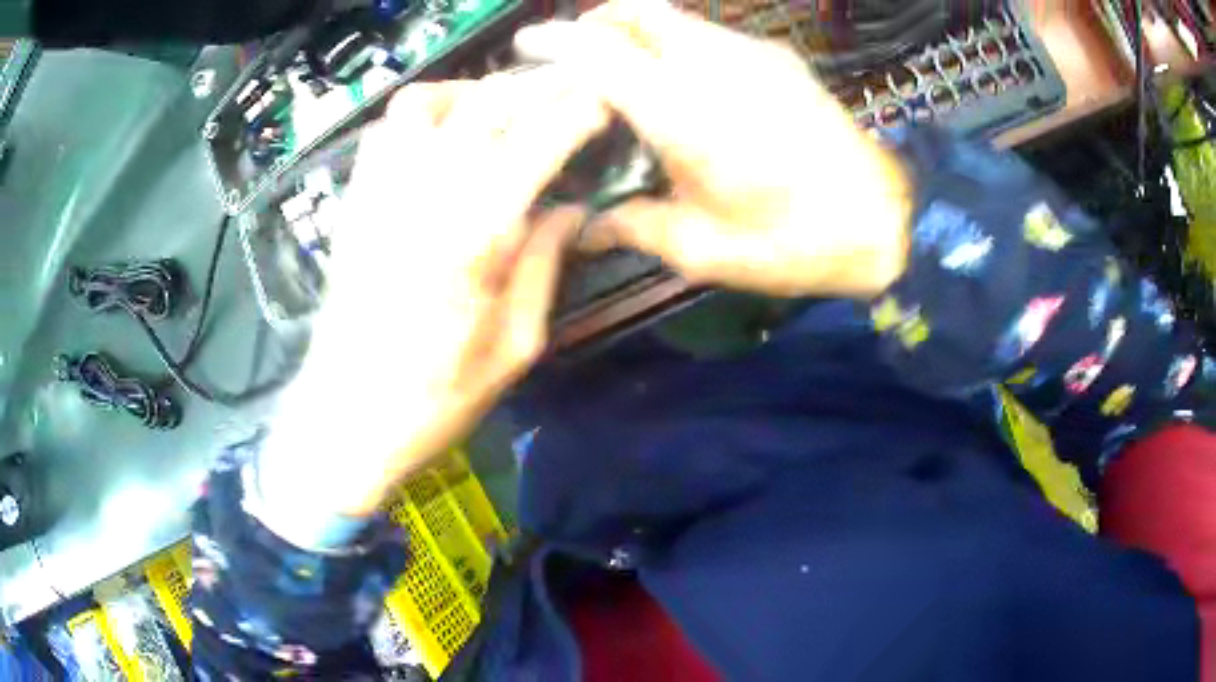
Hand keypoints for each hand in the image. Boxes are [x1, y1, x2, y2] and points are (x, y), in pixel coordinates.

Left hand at [259, 71, 608, 519]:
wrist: (344, 415)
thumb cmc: (434, 399)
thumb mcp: (513, 349)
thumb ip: (544, 268)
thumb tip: (572, 212)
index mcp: (473, 236)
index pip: (535, 141)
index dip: (576, 113)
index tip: (602, 108)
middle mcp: (422, 195)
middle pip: (483, 102)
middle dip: (534, 89)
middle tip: (564, 99)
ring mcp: (378, 192)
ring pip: (424, 102)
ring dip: (471, 94)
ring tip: (501, 113)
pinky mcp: (353, 202)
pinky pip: (384, 131)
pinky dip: (421, 117)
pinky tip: (442, 139)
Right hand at [516, 0, 912, 297]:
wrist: (883, 221)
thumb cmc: (790, 241)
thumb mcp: (701, 249)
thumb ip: (634, 227)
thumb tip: (586, 229)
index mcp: (681, 109)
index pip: (596, 49)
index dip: (552, 41)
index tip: (525, 45)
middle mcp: (712, 62)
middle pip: (636, 10)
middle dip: (595, 22)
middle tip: (575, 56)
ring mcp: (751, 52)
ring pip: (674, 18)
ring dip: (638, 32)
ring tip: (627, 72)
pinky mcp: (779, 57)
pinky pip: (711, 34)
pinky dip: (679, 45)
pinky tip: (687, 84)